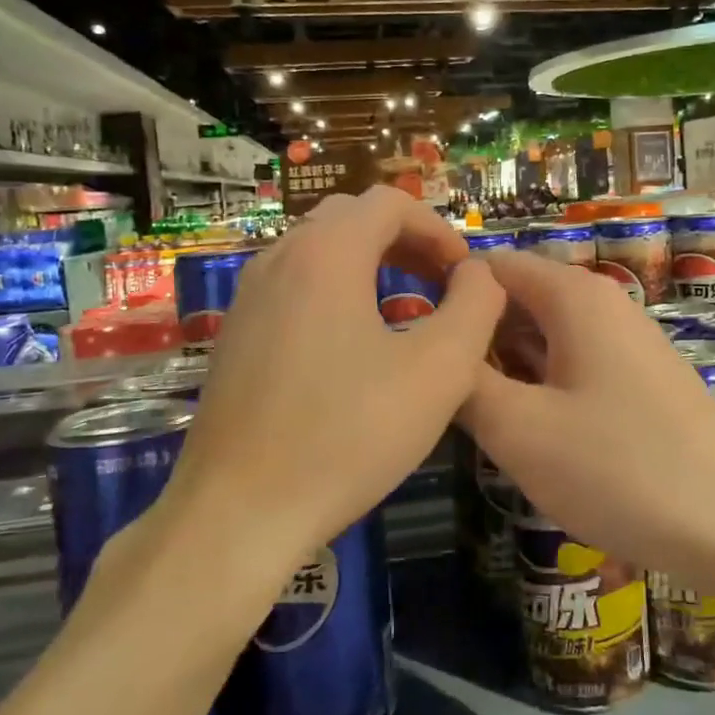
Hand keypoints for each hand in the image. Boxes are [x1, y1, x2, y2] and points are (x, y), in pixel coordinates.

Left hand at [166, 187, 504, 572]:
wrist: (239, 513)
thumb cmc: (348, 435)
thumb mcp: (440, 371)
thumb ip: (476, 306)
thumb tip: (479, 274)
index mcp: (326, 254)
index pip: (389, 202)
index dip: (439, 229)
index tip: (464, 275)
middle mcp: (279, 260)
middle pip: (351, 218)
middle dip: (405, 240)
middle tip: (440, 283)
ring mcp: (248, 298)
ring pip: (319, 251)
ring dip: (370, 264)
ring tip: (405, 310)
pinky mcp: (236, 336)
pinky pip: (294, 287)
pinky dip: (336, 291)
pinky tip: (354, 347)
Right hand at [459, 251, 714, 579]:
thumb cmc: (618, 467)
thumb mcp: (519, 429)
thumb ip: (464, 382)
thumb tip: (436, 352)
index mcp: (572, 296)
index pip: (491, 266)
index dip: (445, 292)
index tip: (407, 337)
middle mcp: (602, 304)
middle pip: (518, 299)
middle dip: (474, 335)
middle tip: (430, 385)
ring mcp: (626, 343)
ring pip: (544, 336)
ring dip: (504, 365)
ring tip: (464, 411)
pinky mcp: (640, 381)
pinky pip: (572, 365)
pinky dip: (538, 385)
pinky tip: (521, 429)